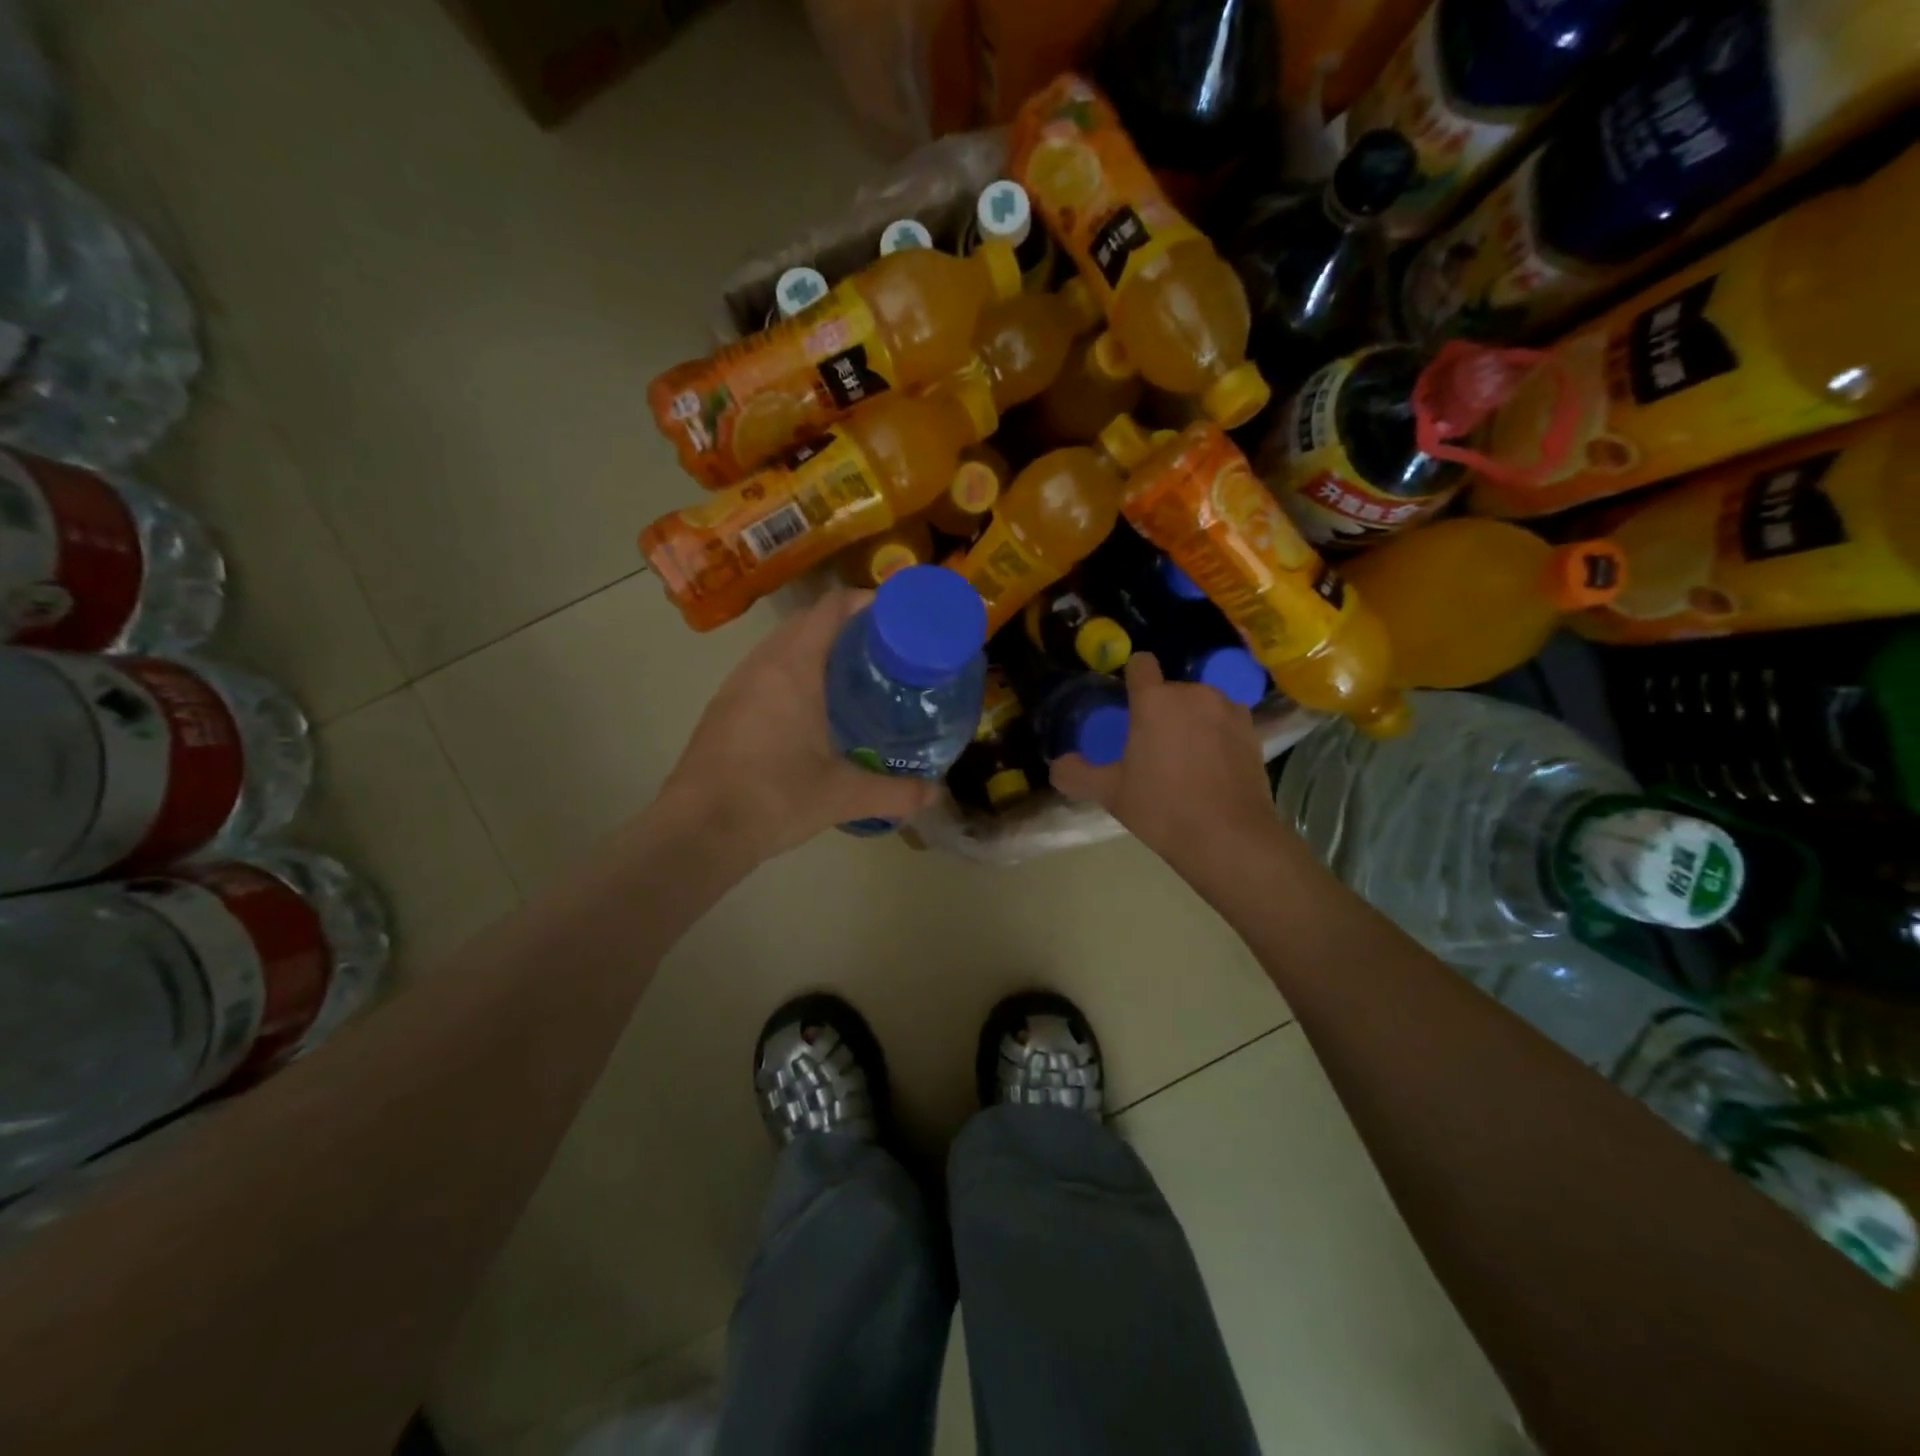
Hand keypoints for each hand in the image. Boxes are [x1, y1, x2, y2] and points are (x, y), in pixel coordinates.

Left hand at [659, 589, 941, 862]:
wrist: (698, 831)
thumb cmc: (775, 798)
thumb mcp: (843, 796)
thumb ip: (895, 792)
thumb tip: (935, 793)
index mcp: (794, 667)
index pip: (833, 607)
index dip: (868, 602)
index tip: (900, 618)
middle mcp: (762, 664)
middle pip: (808, 622)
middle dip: (848, 628)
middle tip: (886, 652)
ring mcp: (737, 685)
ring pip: (782, 647)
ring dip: (817, 650)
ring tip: (854, 677)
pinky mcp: (723, 708)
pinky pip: (765, 672)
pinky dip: (794, 674)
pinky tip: (813, 711)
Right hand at [1050, 653, 1276, 861]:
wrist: (1229, 837)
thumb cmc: (1162, 808)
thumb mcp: (1111, 794)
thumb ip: (1077, 775)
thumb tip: (1057, 766)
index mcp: (1155, 700)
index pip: (1141, 664)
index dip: (1132, 678)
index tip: (1128, 705)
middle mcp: (1194, 693)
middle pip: (1170, 690)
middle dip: (1161, 710)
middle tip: (1152, 748)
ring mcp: (1229, 710)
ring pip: (1201, 705)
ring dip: (1192, 721)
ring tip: (1186, 759)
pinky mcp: (1253, 731)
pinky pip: (1225, 722)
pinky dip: (1218, 736)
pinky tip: (1214, 768)